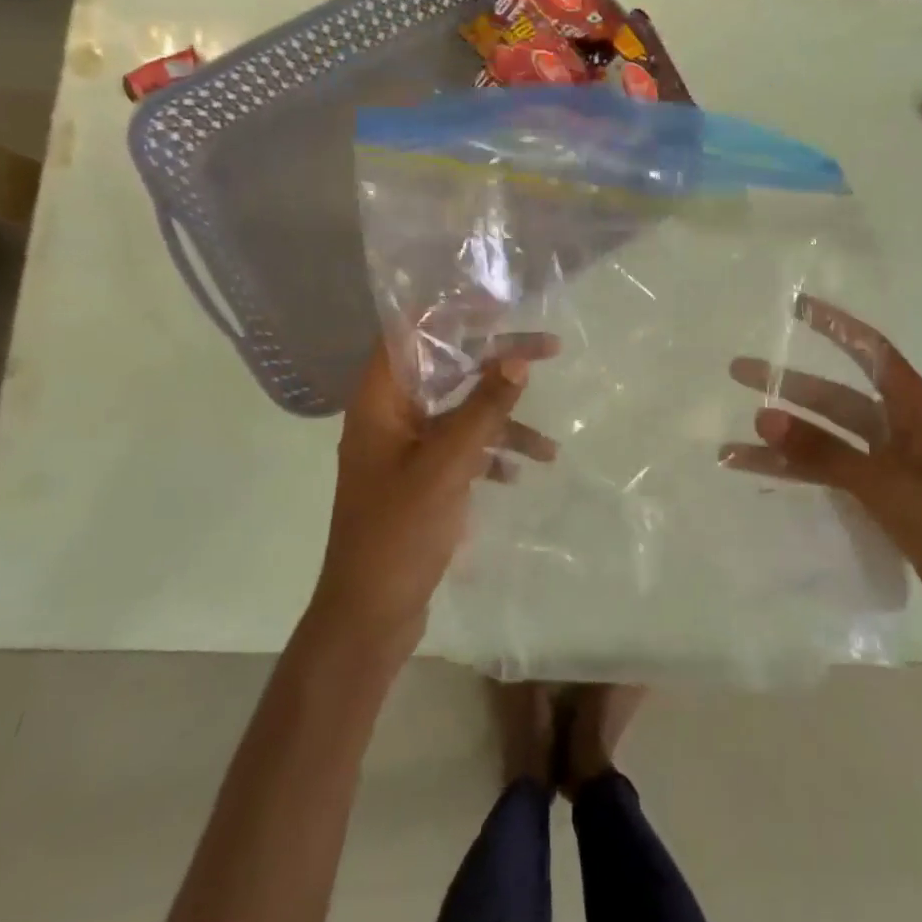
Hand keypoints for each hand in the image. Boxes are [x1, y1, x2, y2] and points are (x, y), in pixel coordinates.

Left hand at [308, 335, 559, 654]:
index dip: (452, 312)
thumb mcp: (447, 465)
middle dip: (497, 364)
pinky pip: (459, 449)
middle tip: (549, 352)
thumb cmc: (399, 532)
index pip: (411, 333)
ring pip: (459, 413)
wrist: (370, 615)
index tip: (501, 307)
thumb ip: (483, 410)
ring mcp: (403, 450)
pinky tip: (521, 473)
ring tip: (551, 447)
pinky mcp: (419, 479)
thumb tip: (517, 359)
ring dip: (502, 422)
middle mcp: (388, 417)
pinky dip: (490, 455)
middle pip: (446, 370)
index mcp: (379, 401)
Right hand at [721, 295, 921, 669]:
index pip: (873, 354)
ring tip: (728, 445)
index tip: (796, 307)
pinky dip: (801, 478)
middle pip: (838, 399)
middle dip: (789, 386)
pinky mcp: (888, 510)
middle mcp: (906, 436)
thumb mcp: (893, 489)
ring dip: (784, 442)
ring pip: (829, 445)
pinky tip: (765, 479)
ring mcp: (896, 475)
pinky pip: (834, 481)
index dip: (836, 327)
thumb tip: (763, 415)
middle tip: (738, 372)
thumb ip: (826, 453)